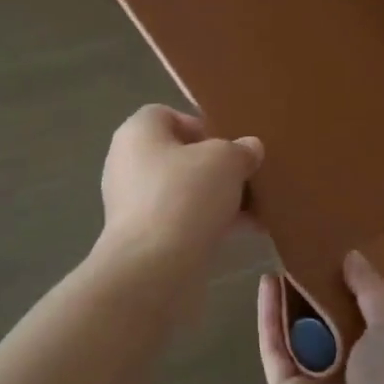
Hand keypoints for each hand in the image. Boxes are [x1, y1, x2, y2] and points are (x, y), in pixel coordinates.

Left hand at [97, 105, 262, 269]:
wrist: (154, 268)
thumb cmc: (185, 196)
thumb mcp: (226, 161)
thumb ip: (240, 150)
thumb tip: (249, 148)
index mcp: (137, 133)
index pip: (167, 115)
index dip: (200, 126)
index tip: (229, 145)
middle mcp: (128, 164)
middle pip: (179, 156)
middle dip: (216, 167)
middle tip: (247, 177)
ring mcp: (133, 204)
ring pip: (184, 191)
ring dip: (218, 198)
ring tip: (256, 208)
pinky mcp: (144, 239)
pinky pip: (182, 221)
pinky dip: (210, 223)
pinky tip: (245, 232)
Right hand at [257, 252, 383, 383]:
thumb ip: (373, 289)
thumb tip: (353, 257)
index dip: (381, 285)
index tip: (371, 246)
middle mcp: (362, 367)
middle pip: (344, 318)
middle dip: (333, 284)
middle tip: (322, 239)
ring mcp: (321, 378)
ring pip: (305, 328)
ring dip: (297, 294)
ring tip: (289, 250)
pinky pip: (275, 343)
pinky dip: (270, 314)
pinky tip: (266, 280)